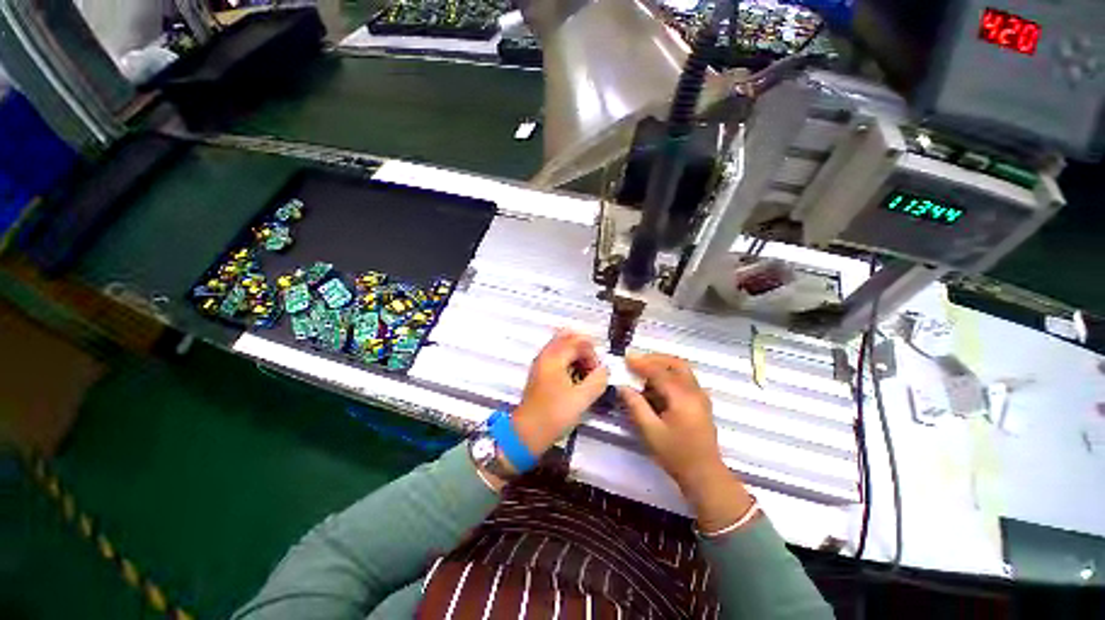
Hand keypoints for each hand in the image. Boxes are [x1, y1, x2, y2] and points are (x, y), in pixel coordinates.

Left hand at [511, 330, 609, 459]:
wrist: (527, 433)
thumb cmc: (553, 415)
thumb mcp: (581, 399)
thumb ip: (597, 380)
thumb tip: (605, 370)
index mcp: (554, 358)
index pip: (577, 342)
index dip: (592, 354)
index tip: (598, 370)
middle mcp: (545, 356)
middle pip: (567, 338)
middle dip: (584, 349)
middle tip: (593, 367)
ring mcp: (541, 364)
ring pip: (562, 347)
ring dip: (577, 355)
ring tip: (586, 373)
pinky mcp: (540, 374)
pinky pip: (557, 358)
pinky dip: (569, 362)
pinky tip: (575, 377)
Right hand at [619, 353, 753, 532]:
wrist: (704, 476)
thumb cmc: (676, 455)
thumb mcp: (650, 431)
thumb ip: (635, 405)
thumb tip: (622, 386)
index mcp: (683, 398)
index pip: (660, 372)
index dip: (641, 363)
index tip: (626, 358)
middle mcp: (695, 391)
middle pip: (676, 364)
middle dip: (655, 359)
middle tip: (636, 362)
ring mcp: (700, 396)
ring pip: (681, 370)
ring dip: (662, 366)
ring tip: (643, 372)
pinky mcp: (700, 402)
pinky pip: (684, 380)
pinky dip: (669, 376)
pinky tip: (655, 386)